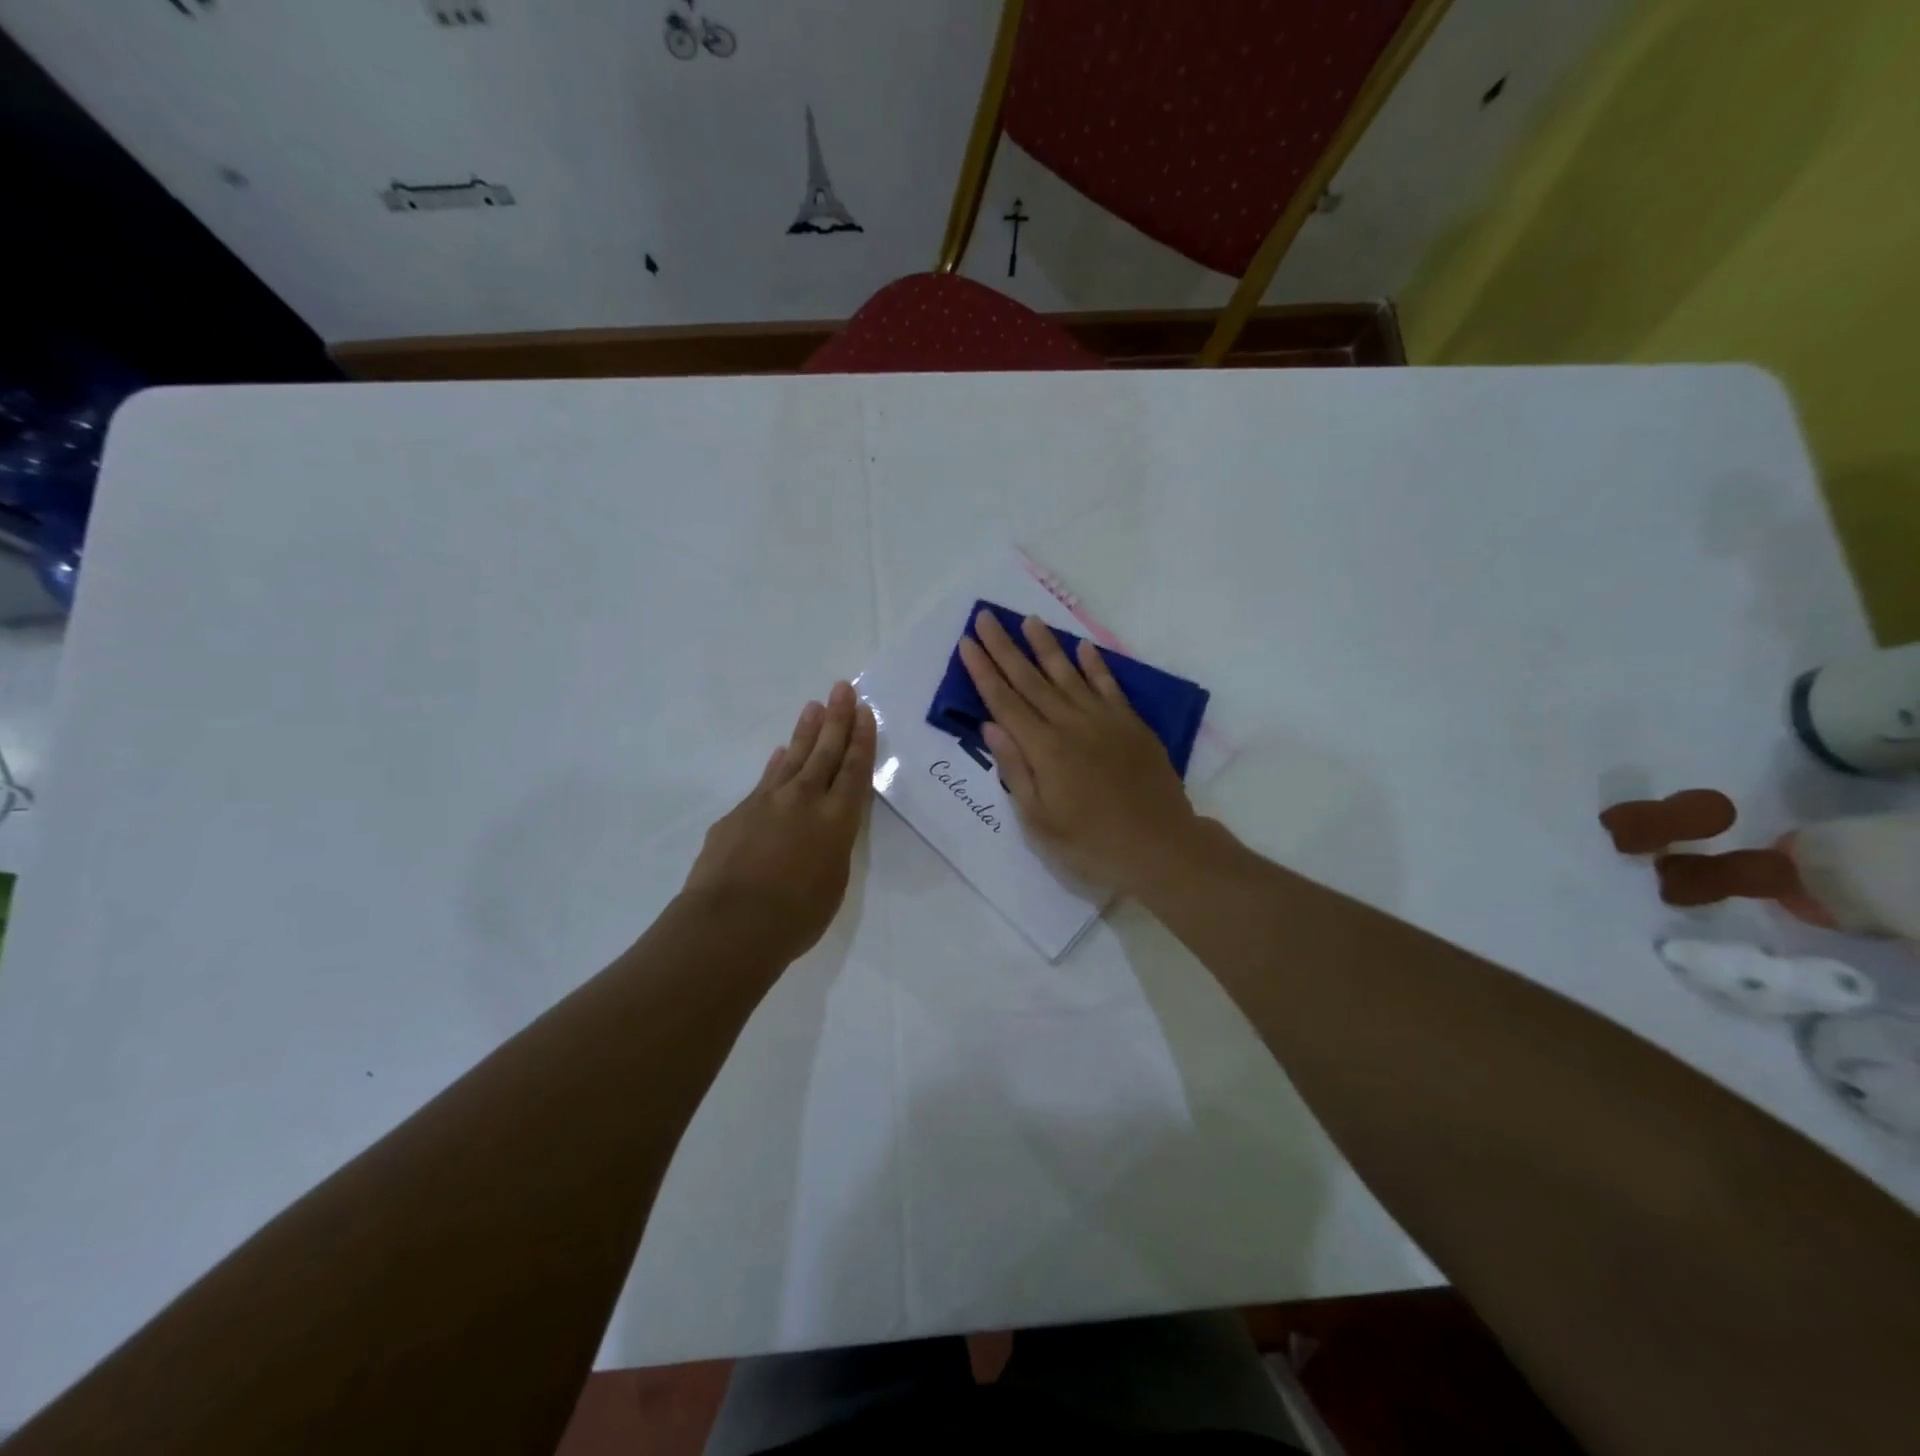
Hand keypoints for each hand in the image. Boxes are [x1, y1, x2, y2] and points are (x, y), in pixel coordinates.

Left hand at [683, 681, 876, 959]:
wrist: (729, 924)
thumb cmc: (795, 917)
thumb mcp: (832, 883)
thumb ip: (831, 848)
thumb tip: (820, 830)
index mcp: (836, 820)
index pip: (854, 770)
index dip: (861, 739)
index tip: (864, 711)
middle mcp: (804, 800)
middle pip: (825, 752)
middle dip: (837, 719)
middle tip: (842, 688)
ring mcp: (767, 802)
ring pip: (793, 758)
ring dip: (806, 732)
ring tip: (814, 707)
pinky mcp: (738, 813)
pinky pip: (766, 780)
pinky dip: (776, 764)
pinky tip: (780, 753)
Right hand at [958, 610, 1199, 894]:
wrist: (1160, 847)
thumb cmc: (1092, 844)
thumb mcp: (1040, 821)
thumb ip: (1016, 770)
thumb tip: (992, 726)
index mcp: (1043, 749)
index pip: (1004, 701)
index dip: (983, 671)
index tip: (968, 642)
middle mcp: (1070, 724)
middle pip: (1030, 679)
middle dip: (1005, 648)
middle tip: (987, 617)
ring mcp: (1104, 721)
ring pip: (1068, 675)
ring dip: (1046, 646)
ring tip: (1029, 620)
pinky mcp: (1131, 725)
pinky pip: (1108, 686)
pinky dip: (1095, 666)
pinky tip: (1083, 648)